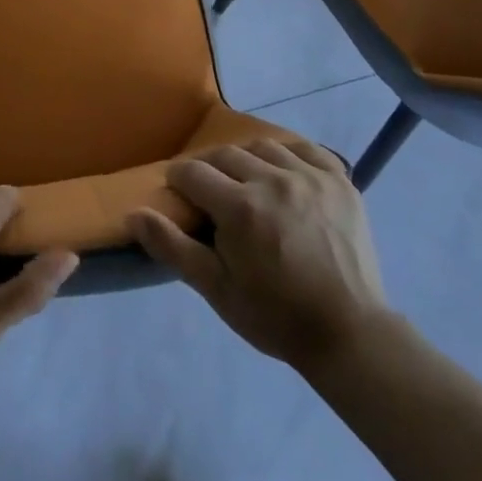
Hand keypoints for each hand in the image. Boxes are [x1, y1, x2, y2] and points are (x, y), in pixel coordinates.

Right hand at [128, 140, 388, 373]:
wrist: (349, 334)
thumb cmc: (276, 316)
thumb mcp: (216, 290)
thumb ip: (172, 247)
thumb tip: (133, 213)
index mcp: (240, 207)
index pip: (193, 173)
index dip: (179, 181)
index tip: (179, 195)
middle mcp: (272, 180)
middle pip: (225, 155)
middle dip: (209, 168)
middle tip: (209, 193)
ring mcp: (309, 176)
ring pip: (263, 146)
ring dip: (246, 158)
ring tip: (245, 181)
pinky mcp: (339, 179)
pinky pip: (305, 148)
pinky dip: (287, 152)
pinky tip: (282, 170)